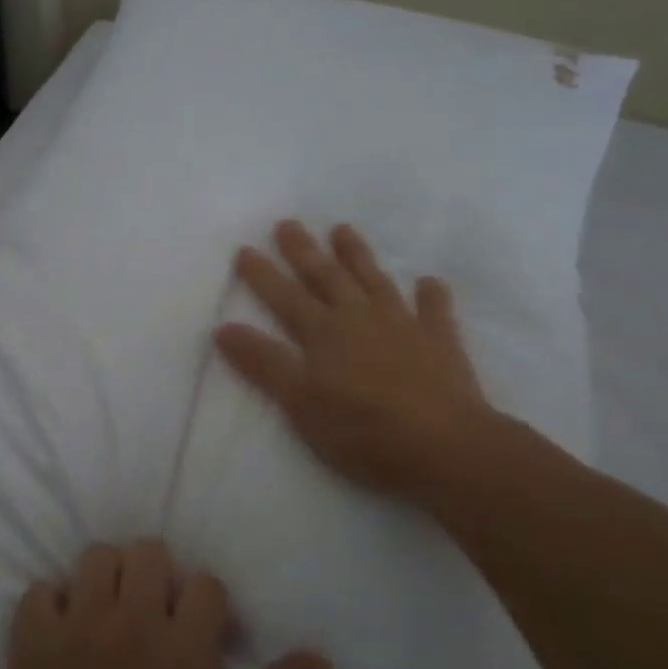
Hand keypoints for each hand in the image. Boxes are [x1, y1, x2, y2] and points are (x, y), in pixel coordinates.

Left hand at [0, 541, 330, 668]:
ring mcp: (76, 631)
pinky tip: (62, 638)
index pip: (205, 584)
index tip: (204, 640)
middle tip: (156, 622)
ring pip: (96, 557)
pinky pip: (38, 591)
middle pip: (149, 552)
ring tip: (111, 621)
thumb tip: (318, 656)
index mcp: (185, 653)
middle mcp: (130, 624)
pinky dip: (52, 605)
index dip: (209, 608)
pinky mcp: (30, 648)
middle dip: (159, 578)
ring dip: (108, 580)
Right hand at [215, 220, 504, 502]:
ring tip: (343, 229)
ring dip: (357, 256)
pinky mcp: (440, 342)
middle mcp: (360, 318)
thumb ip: (264, 363)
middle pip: (327, 277)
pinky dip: (430, 295)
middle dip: (304, 251)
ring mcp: (403, 325)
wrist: (444, 445)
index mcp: (324, 333)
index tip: (245, 248)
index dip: (263, 274)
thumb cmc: (363, 429)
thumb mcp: (300, 402)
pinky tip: (429, 282)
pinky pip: (434, 310)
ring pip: (374, 281)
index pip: (285, 297)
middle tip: (288, 223)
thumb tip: (224, 327)